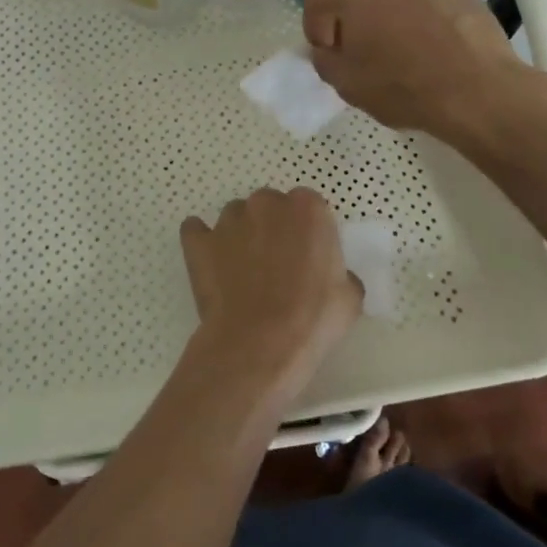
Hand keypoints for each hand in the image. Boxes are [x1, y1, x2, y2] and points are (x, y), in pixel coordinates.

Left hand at [179, 188, 360, 393]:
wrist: (260, 343)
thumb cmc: (313, 318)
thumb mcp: (349, 297)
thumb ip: (340, 272)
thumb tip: (333, 277)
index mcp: (307, 208)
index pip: (308, 206)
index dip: (307, 231)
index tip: (307, 257)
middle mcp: (266, 203)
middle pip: (270, 206)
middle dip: (273, 228)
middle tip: (277, 266)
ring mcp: (229, 220)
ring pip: (235, 217)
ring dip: (240, 235)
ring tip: (244, 273)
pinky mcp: (199, 240)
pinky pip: (197, 231)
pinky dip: (202, 242)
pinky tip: (211, 265)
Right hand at [303, 0, 546, 143]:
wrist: (480, 92)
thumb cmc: (404, 87)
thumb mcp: (347, 84)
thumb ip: (324, 61)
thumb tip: (327, 50)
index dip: (314, 25)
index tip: (327, 52)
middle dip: (353, 17)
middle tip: (360, 51)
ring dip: (388, 15)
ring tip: (399, 51)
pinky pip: (427, 2)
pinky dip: (421, 19)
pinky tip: (431, 51)